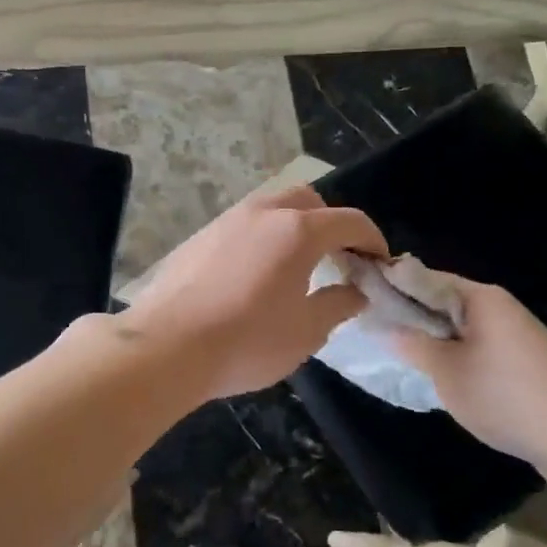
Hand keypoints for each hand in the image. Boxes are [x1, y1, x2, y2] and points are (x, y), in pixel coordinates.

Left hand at [122, 183, 388, 402]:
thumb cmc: (247, 341)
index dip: (372, 239)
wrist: (167, 346)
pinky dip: (264, 235)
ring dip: (294, 225)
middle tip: (338, 257)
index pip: (349, 221)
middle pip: (309, 200)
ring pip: (272, 206)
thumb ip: (338, 304)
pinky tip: (256, 272)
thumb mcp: (306, 332)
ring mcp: (228, 220)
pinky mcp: (201, 235)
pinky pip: (244, 224)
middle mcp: (264, 212)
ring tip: (297, 263)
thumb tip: (355, 291)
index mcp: (298, 231)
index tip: (379, 262)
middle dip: (331, 222)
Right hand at [385, 276, 546, 469]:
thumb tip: (384, 325)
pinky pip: (484, 349)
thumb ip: (414, 346)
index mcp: (481, 297)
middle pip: (446, 303)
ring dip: (439, 341)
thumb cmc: (506, 395)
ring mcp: (520, 335)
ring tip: (408, 359)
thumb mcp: (448, 372)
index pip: (425, 278)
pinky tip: (448, 380)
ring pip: (465, 329)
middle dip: (415, 318)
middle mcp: (502, 307)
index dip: (393, 288)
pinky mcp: (531, 362)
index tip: (364, 301)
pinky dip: (462, 358)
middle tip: (380, 335)